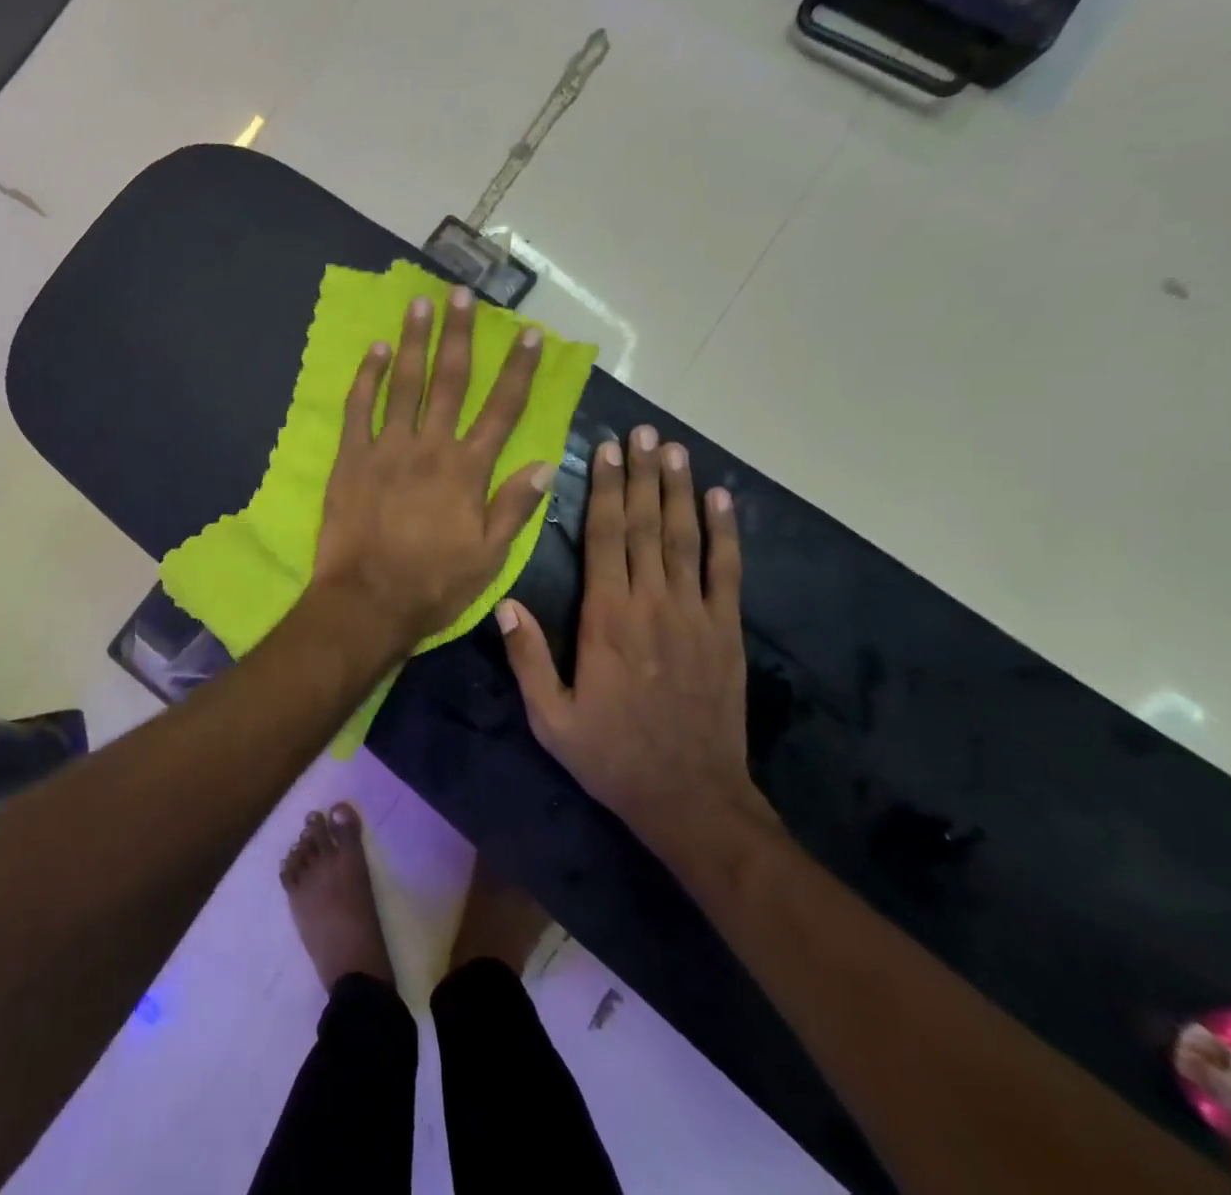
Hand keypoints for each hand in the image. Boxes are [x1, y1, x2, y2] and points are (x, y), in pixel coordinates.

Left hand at [312, 287, 556, 652]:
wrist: (367, 602)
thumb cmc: (433, 584)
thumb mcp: (490, 557)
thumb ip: (515, 507)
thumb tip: (546, 463)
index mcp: (468, 470)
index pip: (502, 410)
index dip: (519, 370)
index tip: (530, 336)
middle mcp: (430, 447)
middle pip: (450, 381)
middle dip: (459, 335)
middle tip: (461, 294)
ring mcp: (386, 449)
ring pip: (404, 384)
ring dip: (413, 342)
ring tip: (419, 304)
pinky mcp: (351, 459)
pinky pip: (359, 409)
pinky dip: (366, 378)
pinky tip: (373, 350)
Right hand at [496, 426, 771, 862]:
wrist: (691, 797)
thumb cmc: (611, 755)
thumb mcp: (550, 717)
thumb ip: (527, 657)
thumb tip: (503, 602)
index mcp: (606, 620)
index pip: (604, 540)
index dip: (604, 491)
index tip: (605, 451)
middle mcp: (652, 604)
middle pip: (644, 526)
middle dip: (640, 475)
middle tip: (641, 432)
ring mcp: (695, 614)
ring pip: (685, 538)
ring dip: (678, 490)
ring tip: (673, 449)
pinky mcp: (726, 631)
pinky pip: (727, 571)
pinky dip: (726, 532)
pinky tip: (722, 499)